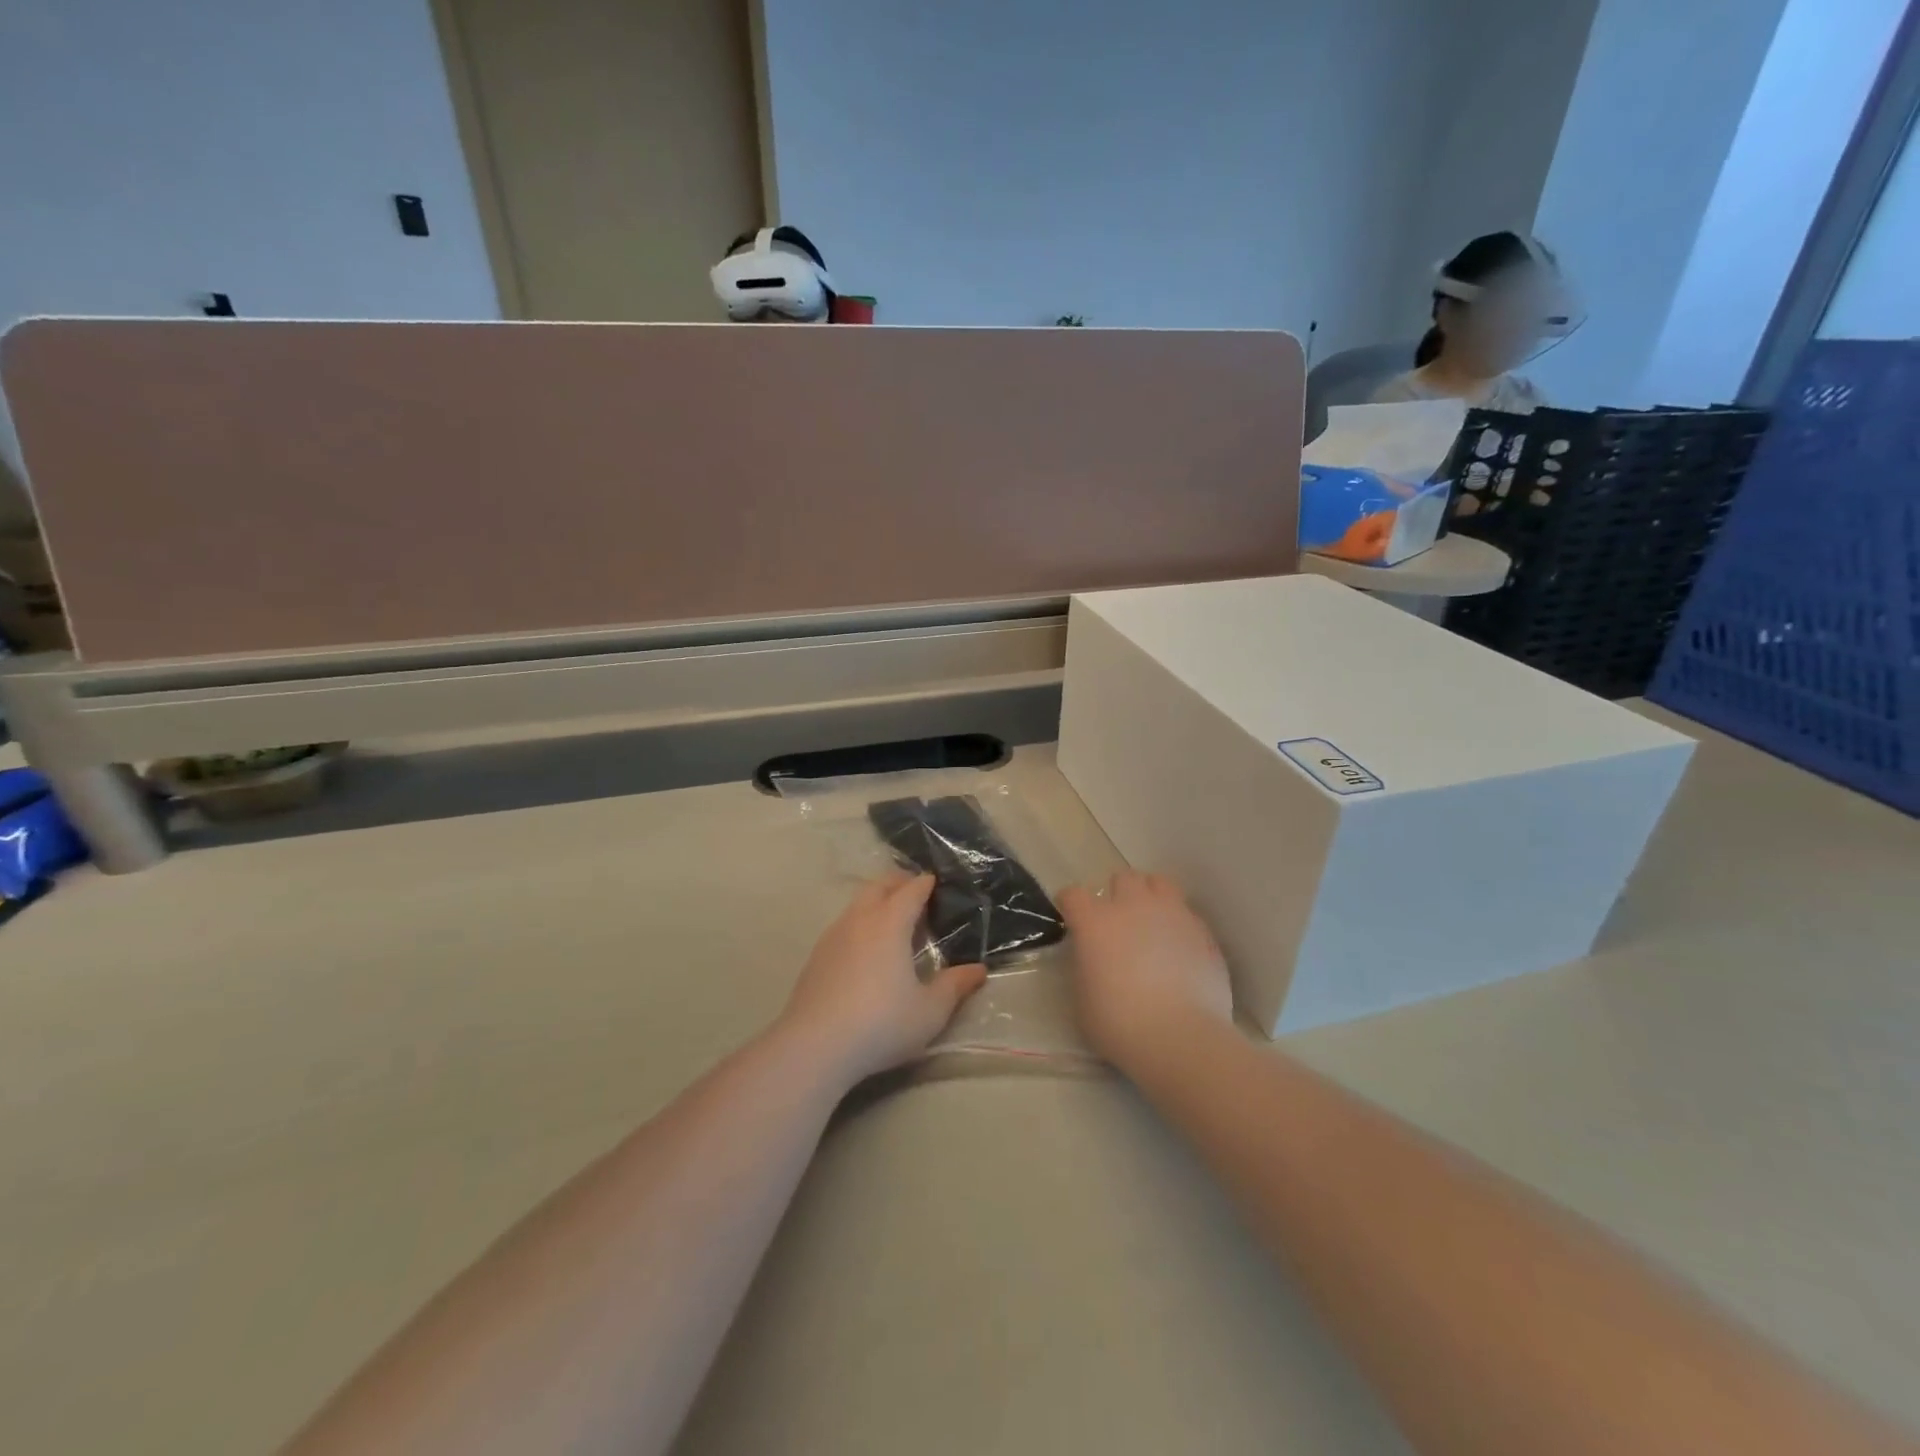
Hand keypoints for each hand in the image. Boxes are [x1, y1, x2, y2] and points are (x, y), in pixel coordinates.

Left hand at [779, 873, 986, 1085]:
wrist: (814, 1046)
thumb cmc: (881, 1023)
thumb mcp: (929, 1011)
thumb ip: (954, 986)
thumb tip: (978, 970)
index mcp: (890, 923)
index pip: (911, 890)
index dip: (926, 884)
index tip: (937, 883)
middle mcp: (859, 919)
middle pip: (879, 886)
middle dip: (899, 884)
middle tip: (917, 894)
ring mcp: (833, 936)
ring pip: (857, 904)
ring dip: (877, 902)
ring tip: (893, 922)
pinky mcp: (816, 956)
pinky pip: (843, 925)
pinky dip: (860, 924)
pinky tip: (865, 951)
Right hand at [1059, 871, 1234, 1071]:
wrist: (1181, 1038)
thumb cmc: (1120, 1025)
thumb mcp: (1082, 1000)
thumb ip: (1085, 967)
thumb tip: (1093, 959)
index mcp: (1095, 922)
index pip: (1073, 895)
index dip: (1070, 905)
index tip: (1072, 920)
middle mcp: (1133, 907)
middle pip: (1123, 879)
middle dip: (1117, 895)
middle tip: (1119, 923)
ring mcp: (1171, 914)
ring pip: (1159, 884)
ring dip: (1151, 897)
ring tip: (1151, 923)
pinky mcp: (1202, 931)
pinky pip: (1186, 913)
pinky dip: (1178, 924)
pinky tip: (1178, 948)